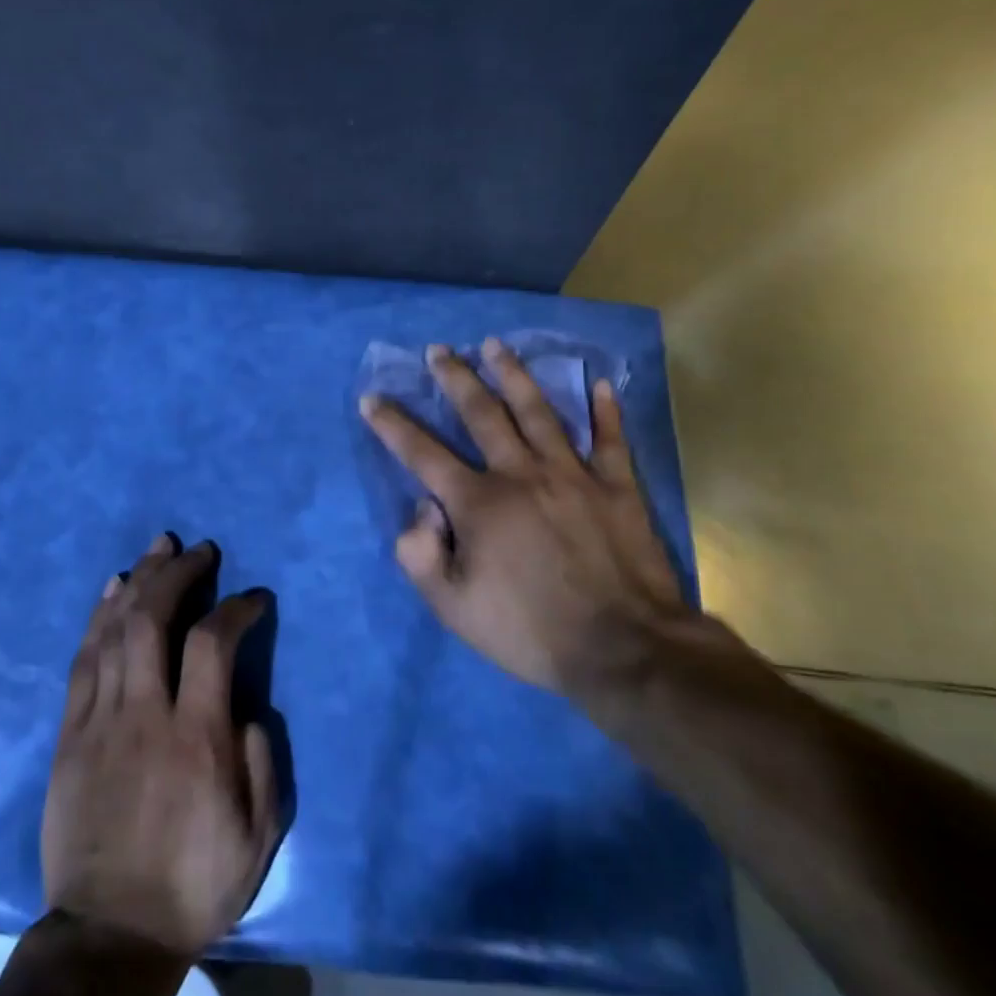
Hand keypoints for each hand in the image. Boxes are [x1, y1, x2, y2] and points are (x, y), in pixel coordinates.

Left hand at [42, 534, 280, 958]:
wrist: (110, 935)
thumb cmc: (194, 886)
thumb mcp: (258, 838)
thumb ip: (262, 762)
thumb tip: (248, 707)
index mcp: (197, 738)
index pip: (214, 644)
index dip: (236, 608)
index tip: (254, 598)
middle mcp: (146, 714)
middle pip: (154, 620)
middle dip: (178, 573)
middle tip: (199, 550)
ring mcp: (100, 720)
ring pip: (115, 630)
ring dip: (139, 581)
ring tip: (158, 548)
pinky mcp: (69, 734)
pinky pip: (83, 661)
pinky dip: (98, 618)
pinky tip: (112, 589)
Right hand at [359, 339, 691, 715]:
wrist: (623, 650)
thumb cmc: (530, 631)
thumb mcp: (453, 607)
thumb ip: (421, 554)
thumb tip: (423, 508)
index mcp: (478, 503)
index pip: (422, 453)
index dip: (392, 425)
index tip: (372, 398)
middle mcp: (521, 474)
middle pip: (482, 414)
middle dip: (455, 379)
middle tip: (439, 350)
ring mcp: (573, 475)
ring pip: (539, 412)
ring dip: (514, 375)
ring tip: (496, 346)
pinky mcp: (618, 487)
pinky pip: (611, 440)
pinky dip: (606, 411)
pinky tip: (600, 384)